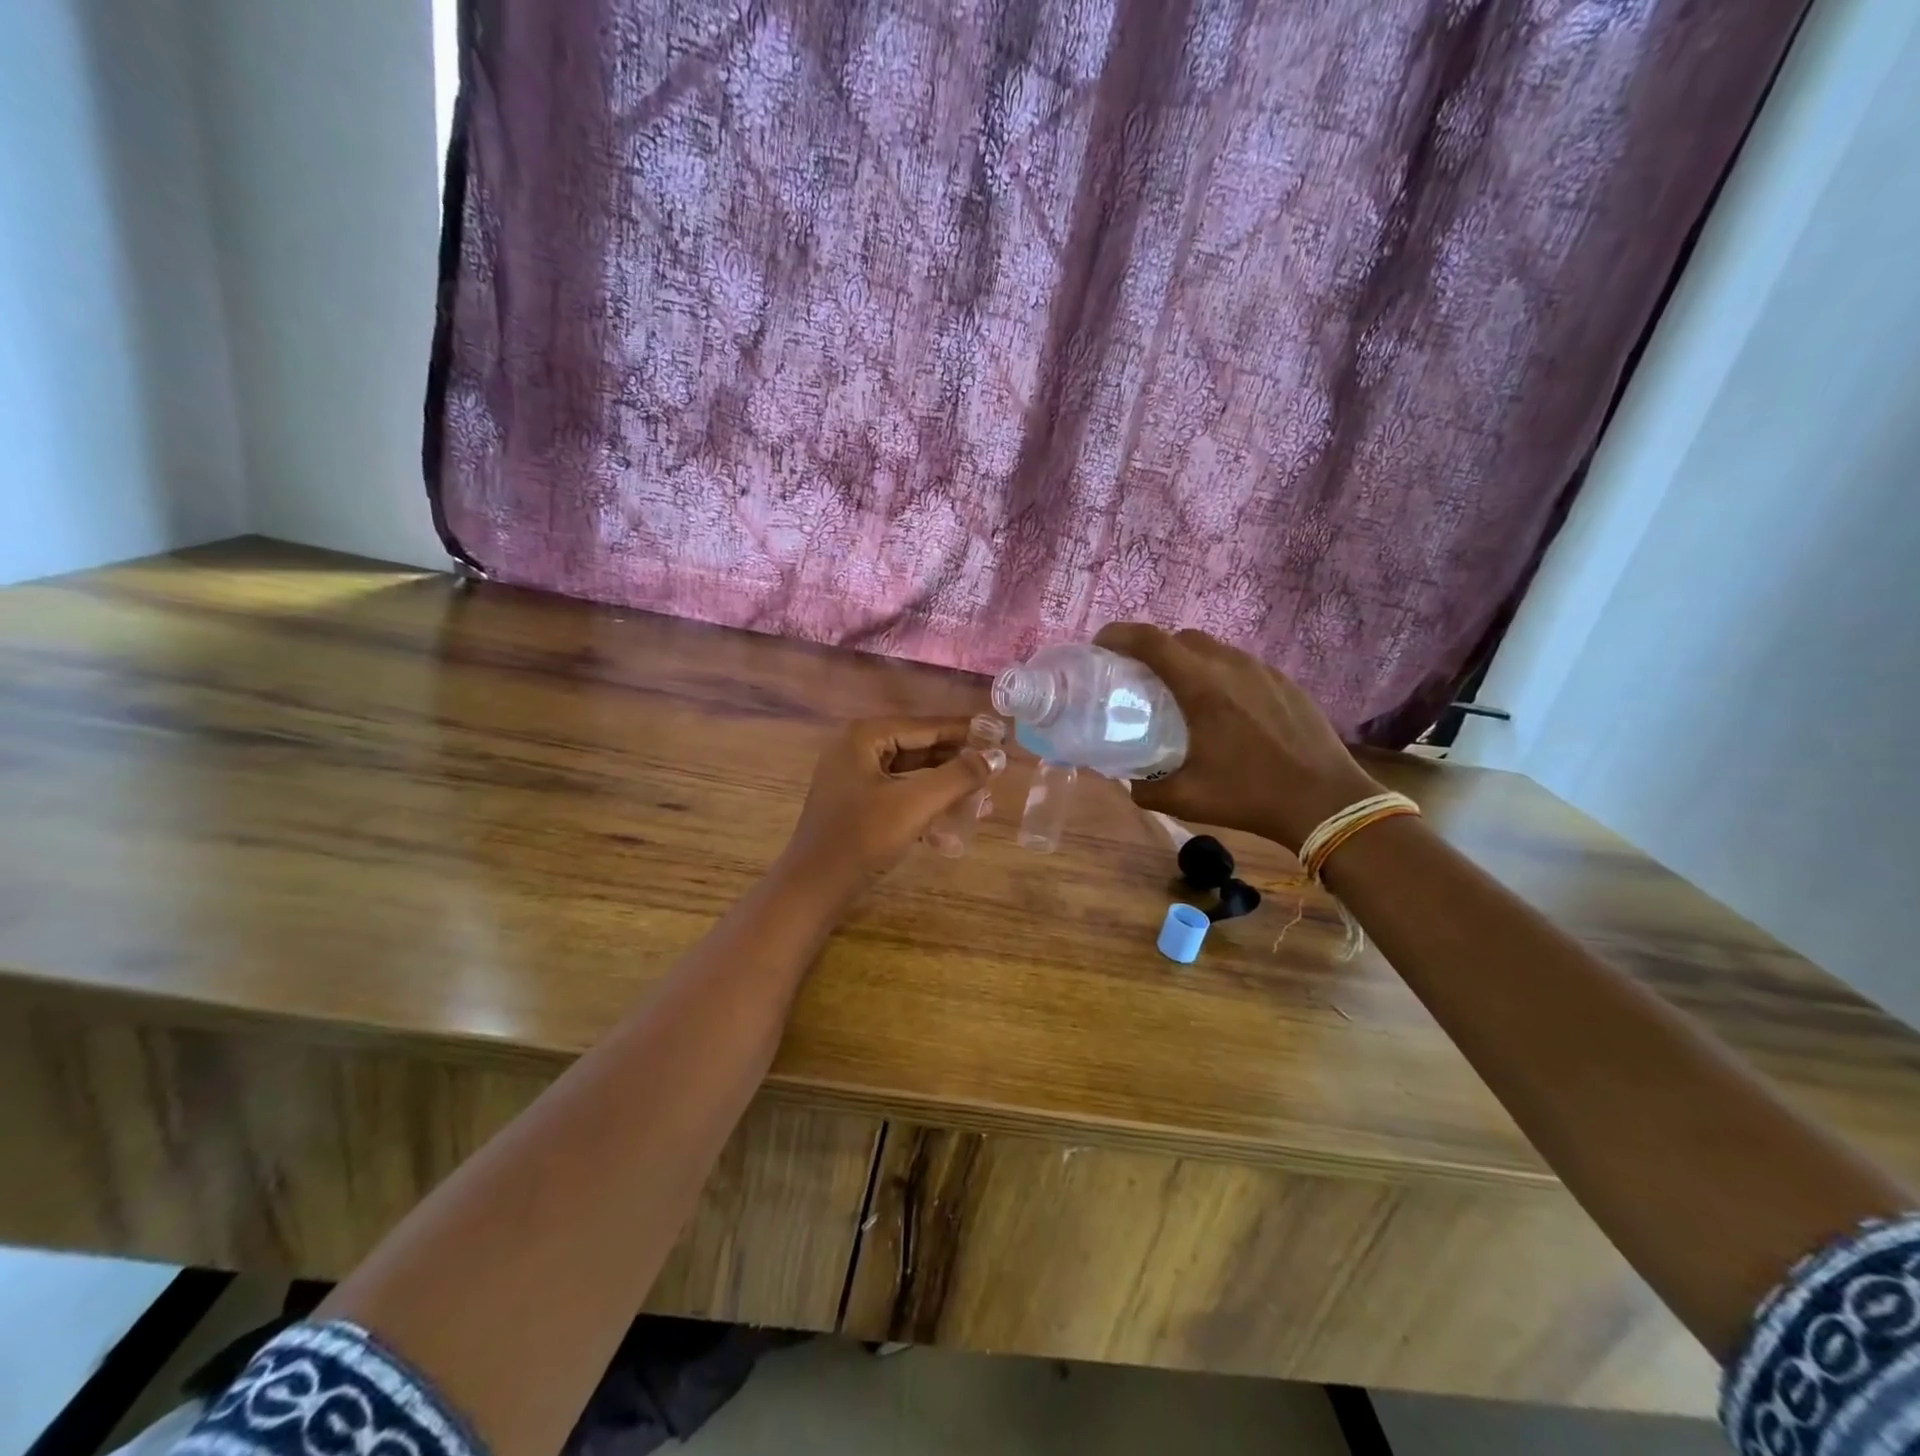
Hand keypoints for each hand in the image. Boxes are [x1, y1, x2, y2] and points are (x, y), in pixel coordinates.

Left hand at [778, 717, 1005, 899]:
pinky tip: (953, 824)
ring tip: (982, 800)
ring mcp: (853, 777)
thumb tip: (996, 756)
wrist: (815, 886)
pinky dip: (925, 805)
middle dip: (957, 764)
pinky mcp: (856, 804)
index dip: (965, 733)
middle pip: (919, 749)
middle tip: (995, 772)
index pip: (925, 727)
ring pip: (911, 774)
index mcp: (864, 736)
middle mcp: (856, 748)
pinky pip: (899, 794)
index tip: (999, 736)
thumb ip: (958, 776)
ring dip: (945, 787)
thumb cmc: (863, 837)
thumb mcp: (916, 803)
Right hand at [1093, 624, 1382, 852]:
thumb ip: (1145, 787)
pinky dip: (1220, 675)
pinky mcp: (1285, 682)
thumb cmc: (1249, 795)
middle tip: (1138, 677)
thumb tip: (1128, 781)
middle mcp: (1231, 666)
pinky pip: (1241, 666)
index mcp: (1202, 686)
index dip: (1118, 635)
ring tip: (1180, 694)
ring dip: (1188, 661)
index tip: (1100, 646)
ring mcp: (1263, 671)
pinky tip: (1223, 710)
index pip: (1150, 640)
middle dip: (1153, 649)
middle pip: (1181, 638)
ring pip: (1214, 649)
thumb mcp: (1185, 798)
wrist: (1326, 801)